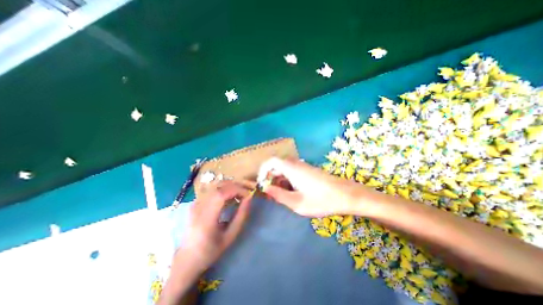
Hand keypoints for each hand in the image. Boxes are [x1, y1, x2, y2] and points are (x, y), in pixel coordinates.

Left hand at [178, 180, 253, 272]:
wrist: (187, 259)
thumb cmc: (211, 251)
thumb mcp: (230, 236)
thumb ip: (241, 216)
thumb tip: (249, 198)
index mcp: (205, 219)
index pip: (221, 194)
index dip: (237, 190)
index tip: (248, 194)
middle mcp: (198, 207)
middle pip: (219, 187)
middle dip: (236, 186)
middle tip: (246, 193)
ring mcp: (195, 203)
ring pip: (215, 186)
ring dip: (230, 187)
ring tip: (239, 194)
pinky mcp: (195, 202)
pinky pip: (212, 190)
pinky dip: (223, 190)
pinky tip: (229, 197)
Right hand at [257, 159, 364, 217]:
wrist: (347, 195)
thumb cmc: (322, 200)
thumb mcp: (297, 202)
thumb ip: (279, 195)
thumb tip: (265, 188)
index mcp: (291, 169)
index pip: (271, 161)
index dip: (263, 170)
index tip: (262, 183)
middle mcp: (297, 164)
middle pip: (278, 166)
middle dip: (271, 178)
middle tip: (271, 193)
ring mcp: (304, 166)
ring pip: (285, 170)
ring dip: (280, 180)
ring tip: (282, 195)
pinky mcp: (309, 170)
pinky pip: (293, 172)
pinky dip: (288, 180)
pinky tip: (293, 192)